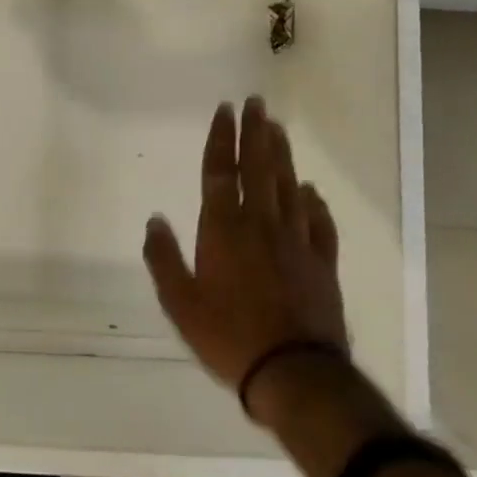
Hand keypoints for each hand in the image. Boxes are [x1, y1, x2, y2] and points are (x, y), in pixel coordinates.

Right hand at [142, 96, 348, 422]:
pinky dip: (314, 203)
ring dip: (282, 155)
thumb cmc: (228, 336)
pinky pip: (319, 223)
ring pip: (288, 186)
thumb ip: (164, 258)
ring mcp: (295, 241)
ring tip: (278, 128)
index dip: (221, 138)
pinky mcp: (322, 263)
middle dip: (255, 132)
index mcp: (223, 228)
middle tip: (256, 102)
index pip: (220, 171)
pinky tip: (311, 191)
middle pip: (258, 167)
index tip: (225, 110)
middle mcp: (260, 224)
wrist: (295, 374)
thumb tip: (154, 220)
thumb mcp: (179, 302)